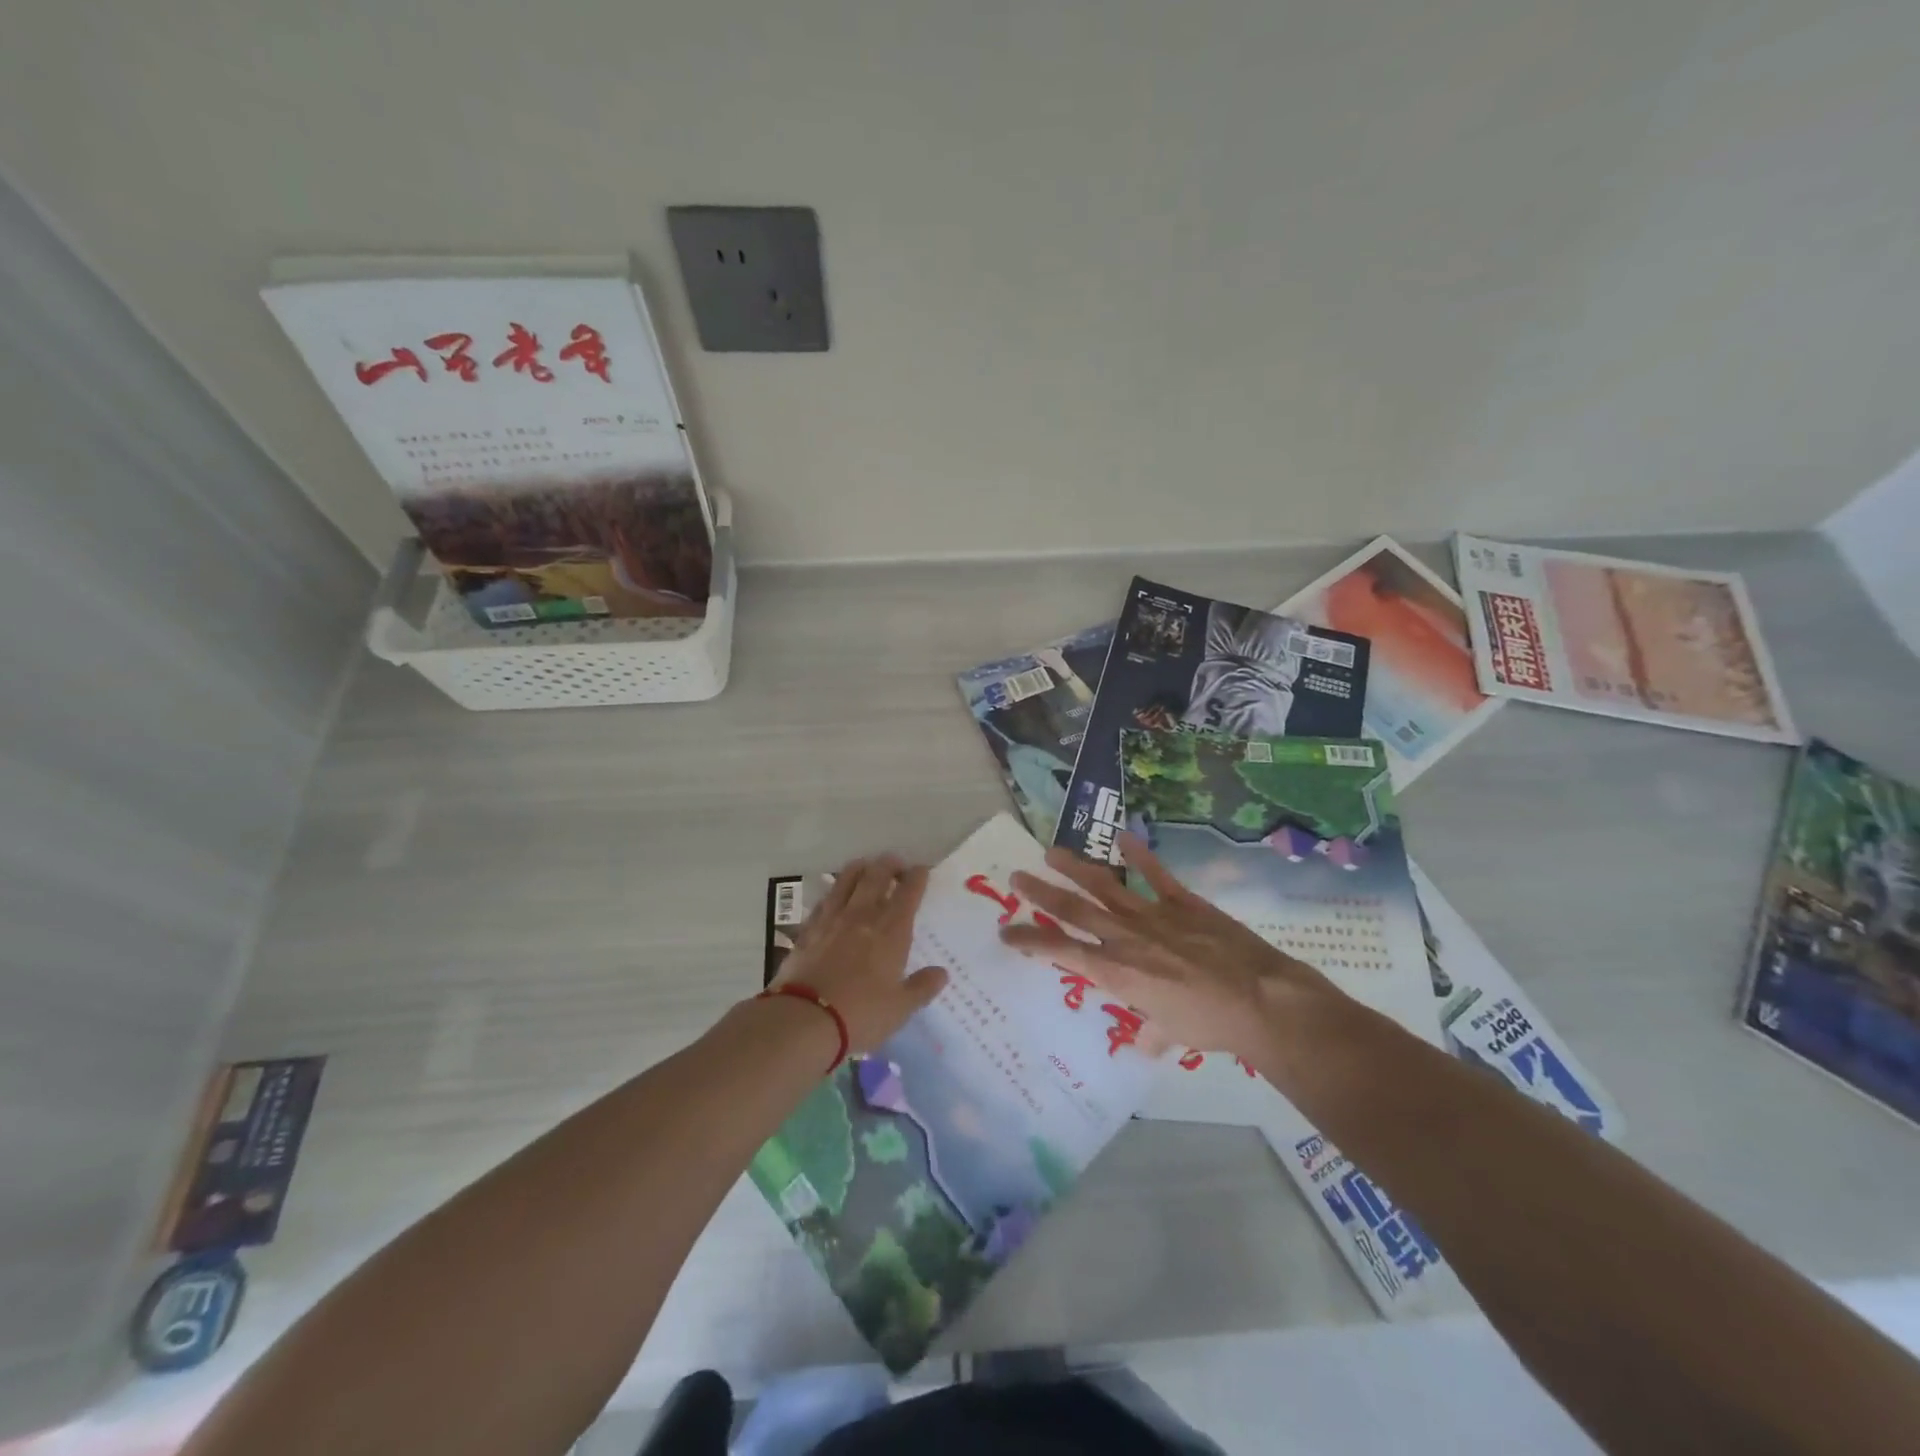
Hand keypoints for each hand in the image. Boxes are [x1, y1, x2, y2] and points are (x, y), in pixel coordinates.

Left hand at [773, 856, 947, 1053]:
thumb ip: (922, 987)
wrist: (804, 1018)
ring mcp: (832, 918)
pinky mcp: (808, 928)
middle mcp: (862, 915)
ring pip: (847, 879)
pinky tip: (835, 896)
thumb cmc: (860, 1014)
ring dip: (860, 868)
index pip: (909, 891)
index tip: (922, 870)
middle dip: (890, 864)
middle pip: (877, 875)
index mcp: (891, 930)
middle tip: (896, 864)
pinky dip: (834, 891)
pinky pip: (824, 899)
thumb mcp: (900, 1008)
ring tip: (866, 868)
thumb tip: (941, 973)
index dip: (917, 876)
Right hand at [1001, 833, 1338, 1067]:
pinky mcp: (1182, 901)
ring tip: (1051, 852)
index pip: (1061, 952)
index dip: (1030, 941)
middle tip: (1016, 876)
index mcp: (1116, 972)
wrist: (1260, 999)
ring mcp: (1152, 914)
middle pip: (1072, 910)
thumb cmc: (1211, 1024)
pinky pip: (1155, 874)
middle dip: (1041, 893)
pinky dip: (1139, 854)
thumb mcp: (1174, 1034)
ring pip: (1103, 885)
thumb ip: (1153, 1031)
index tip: (1007, 932)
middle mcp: (1124, 937)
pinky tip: (1123, 836)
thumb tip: (1145, 1041)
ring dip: (1074, 868)